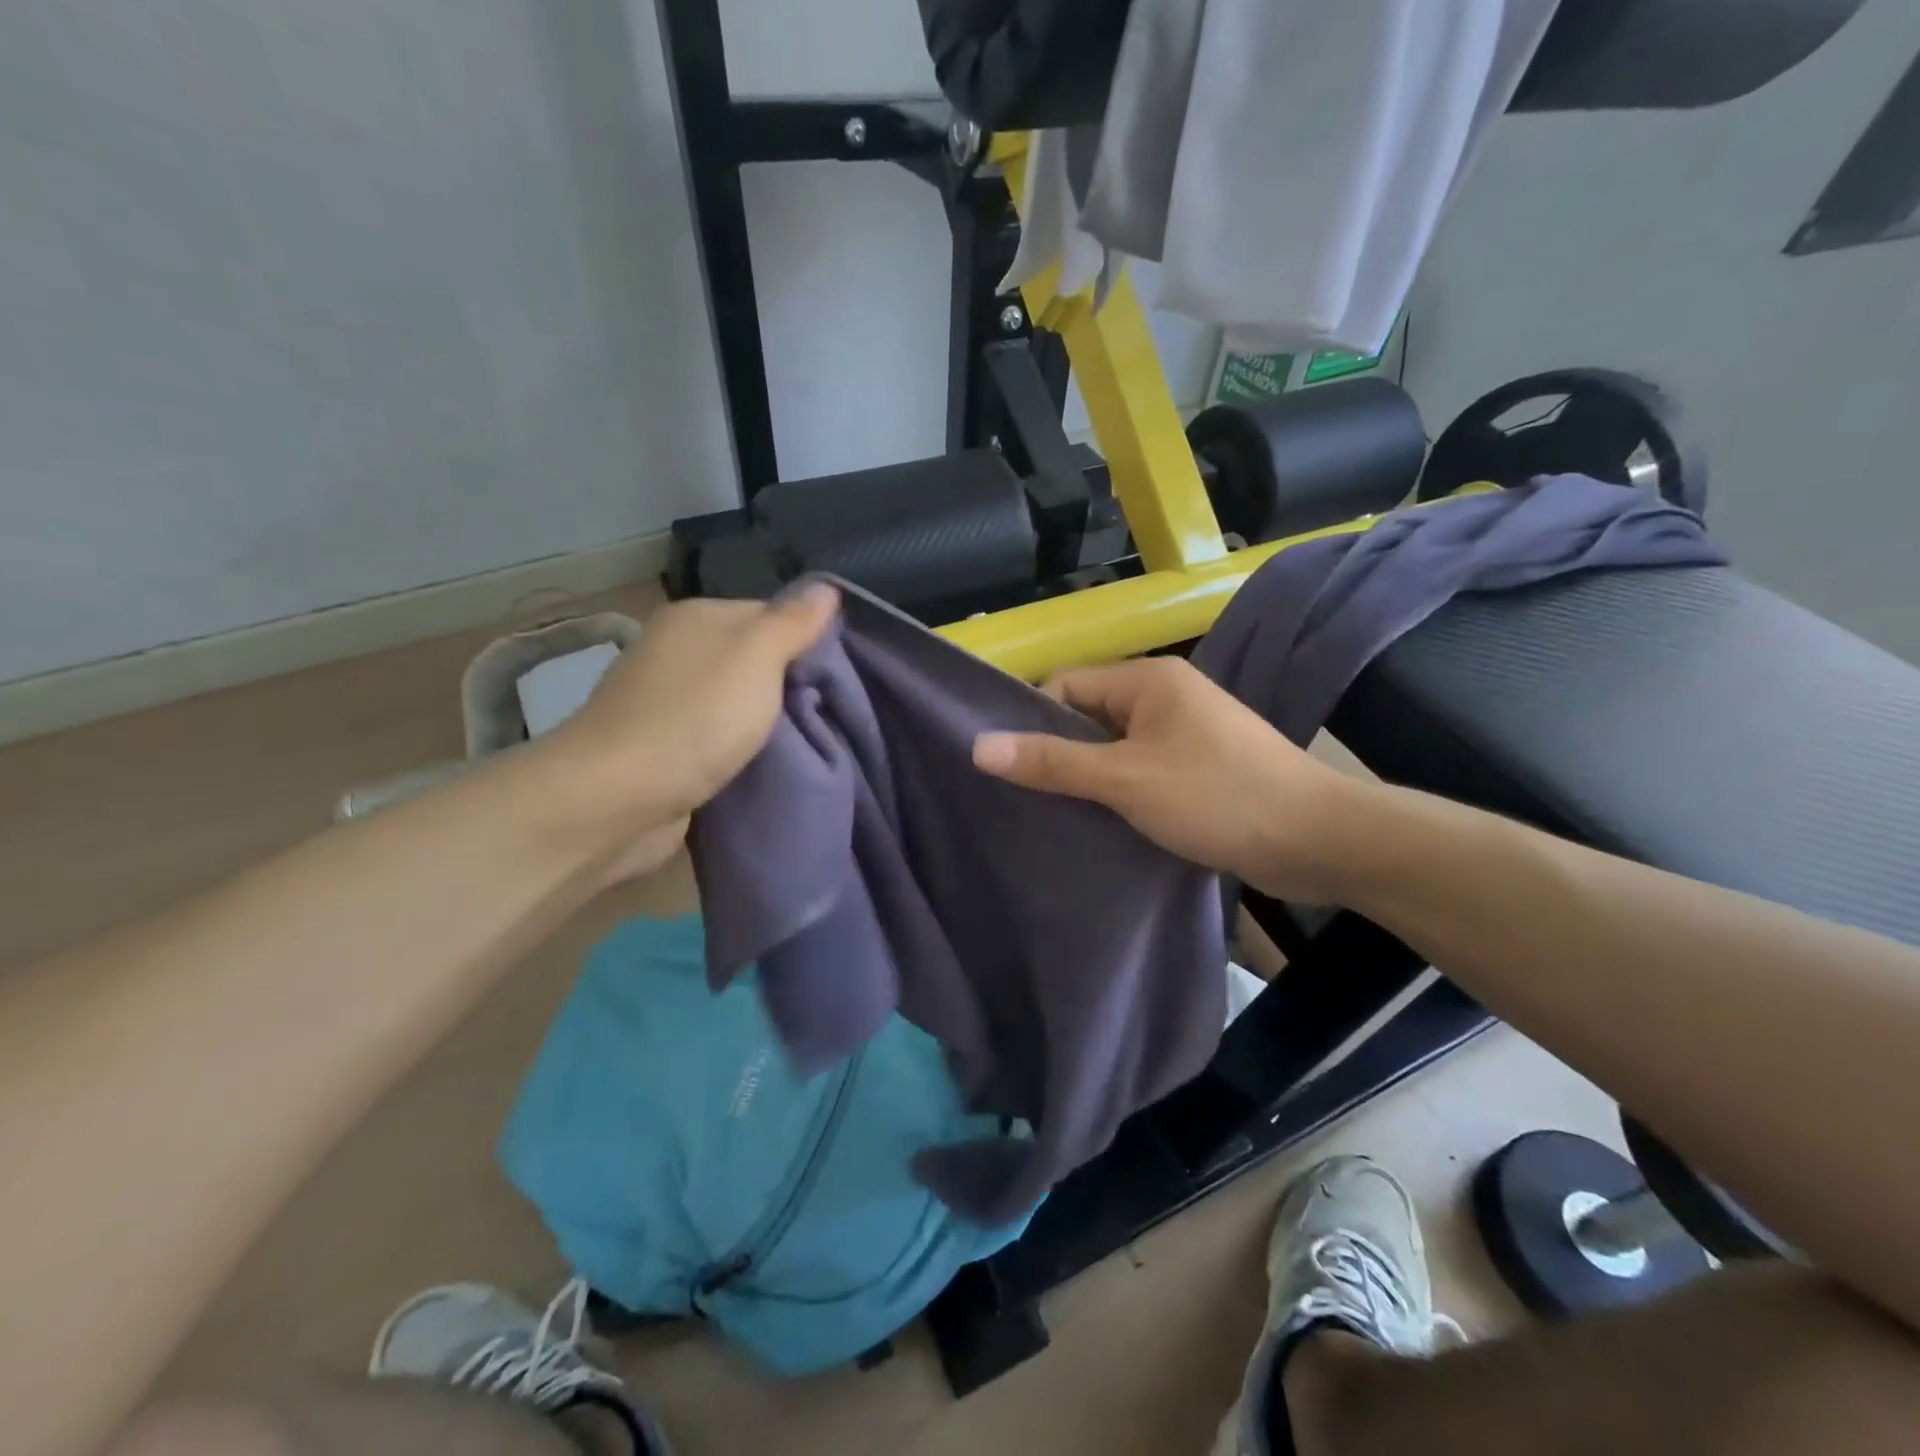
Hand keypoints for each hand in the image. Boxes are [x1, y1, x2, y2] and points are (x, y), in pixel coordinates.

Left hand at [545, 585, 839, 873]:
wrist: (617, 798)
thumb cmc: (696, 716)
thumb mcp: (757, 656)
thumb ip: (793, 622)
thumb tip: (827, 588)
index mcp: (696, 618)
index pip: (770, 615)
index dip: (807, 641)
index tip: (840, 675)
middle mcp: (677, 652)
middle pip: (753, 660)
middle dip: (791, 686)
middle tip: (831, 711)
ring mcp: (666, 702)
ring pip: (737, 703)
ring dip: (767, 723)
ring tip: (813, 741)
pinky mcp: (663, 749)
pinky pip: (719, 740)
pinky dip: (742, 752)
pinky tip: (768, 765)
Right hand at [971, 656, 1361, 901]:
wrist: (1319, 840)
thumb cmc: (1216, 797)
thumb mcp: (1124, 780)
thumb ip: (1052, 763)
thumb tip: (979, 746)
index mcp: (1147, 680)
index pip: (1065, 685)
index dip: (1034, 722)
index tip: (1014, 770)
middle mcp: (1165, 696)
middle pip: (1088, 716)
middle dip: (1059, 755)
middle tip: (1028, 800)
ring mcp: (1185, 733)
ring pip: (1114, 748)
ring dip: (1089, 780)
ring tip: (1057, 817)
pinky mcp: (1199, 768)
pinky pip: (1141, 770)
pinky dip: (1120, 793)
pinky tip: (1101, 825)